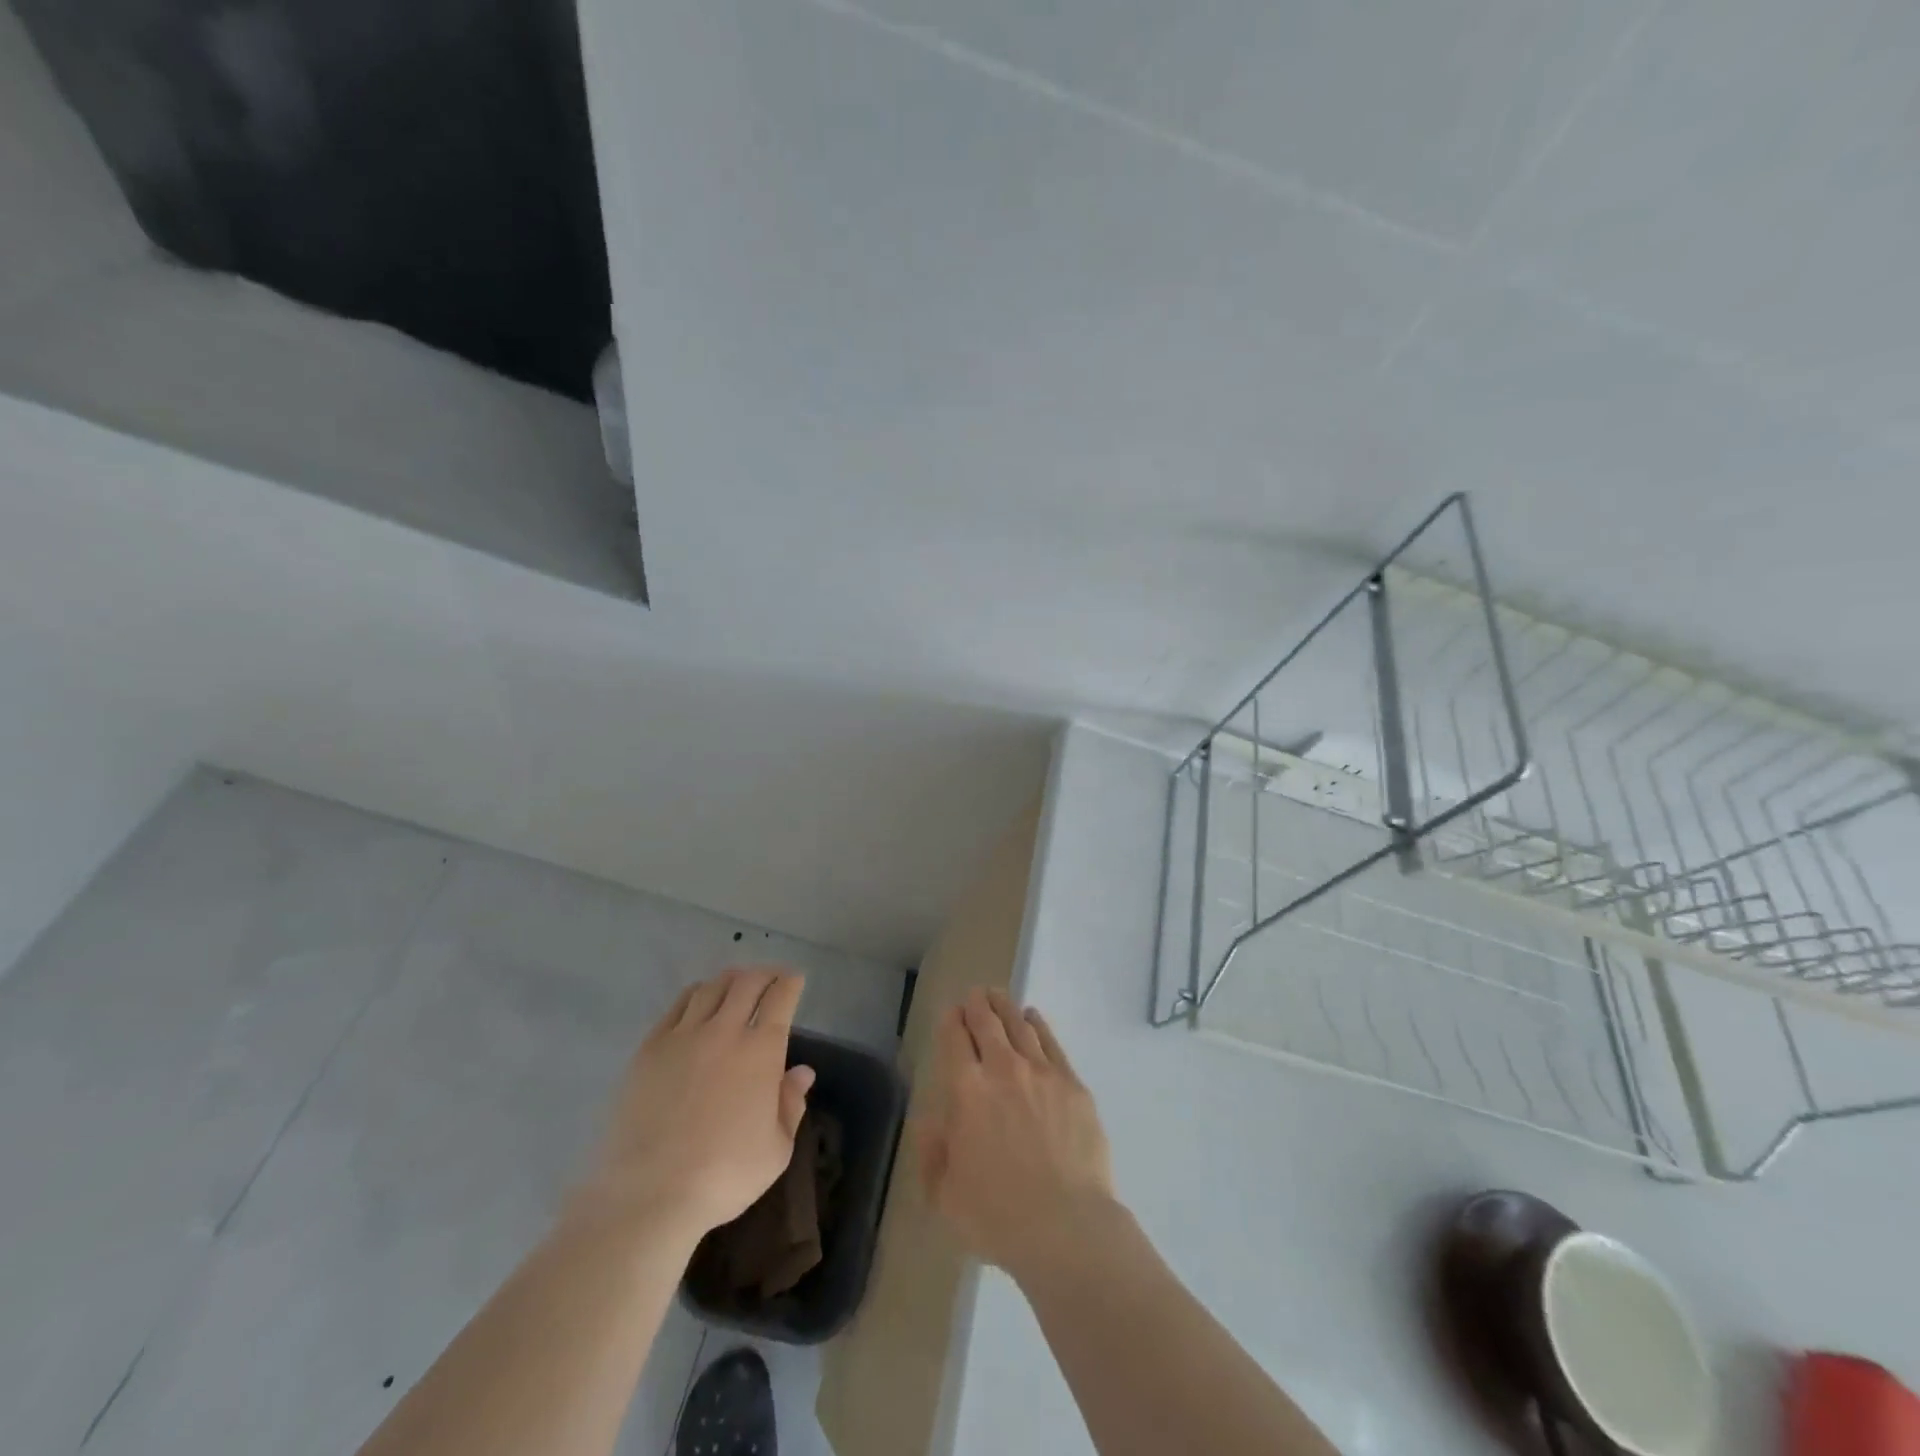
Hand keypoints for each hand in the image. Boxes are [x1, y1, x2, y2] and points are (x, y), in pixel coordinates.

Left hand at [575, 966, 814, 1243]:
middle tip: (770, 977)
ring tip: (735, 983)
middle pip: (747, 982)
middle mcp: (725, 1031)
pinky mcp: (650, 1048)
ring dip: (730, 979)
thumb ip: (791, 1105)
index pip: (781, 998)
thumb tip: (802, 1072)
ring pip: (711, 988)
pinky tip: (698, 1000)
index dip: (791, 983)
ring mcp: (684, 1036)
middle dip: (764, 974)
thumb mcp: (776, 1149)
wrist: (650, 1194)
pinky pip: (677, 1006)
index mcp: (762, 1050)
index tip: (795, 980)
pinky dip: (695, 994)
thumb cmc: (724, 1175)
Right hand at [919, 988, 1117, 1280]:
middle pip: (988, 1023)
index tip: (952, 1012)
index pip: (955, 1040)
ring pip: (1020, 1026)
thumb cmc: (997, 1217)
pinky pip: (1052, 1043)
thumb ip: (933, 1153)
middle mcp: (1002, 1069)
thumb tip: (932, 1121)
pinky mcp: (1072, 1085)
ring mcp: (1041, 1073)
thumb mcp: (945, 1196)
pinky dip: (1039, 1025)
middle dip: (978, 1005)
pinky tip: (1034, 1018)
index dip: (951, 1021)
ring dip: (1006, 1008)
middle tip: (976, 994)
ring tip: (1000, 997)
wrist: (1065, 1227)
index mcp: (966, 1091)